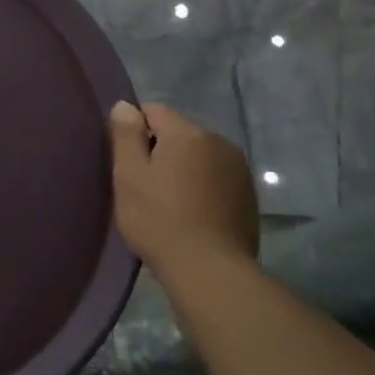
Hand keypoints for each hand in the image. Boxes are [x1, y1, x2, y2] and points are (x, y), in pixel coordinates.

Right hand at [109, 101, 258, 276]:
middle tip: (143, 185)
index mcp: (188, 133)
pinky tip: (192, 213)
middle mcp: (219, 141)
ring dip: (183, 168)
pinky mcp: (248, 195)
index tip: (126, 162)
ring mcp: (239, 169)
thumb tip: (125, 105)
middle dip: (160, 149)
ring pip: (199, 155)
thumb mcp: (128, 175)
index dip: (135, 131)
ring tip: (168, 201)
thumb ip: (126, 135)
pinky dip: (201, 186)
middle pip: (179, 132)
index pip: (154, 110)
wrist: (209, 269)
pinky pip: (216, 176)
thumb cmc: (158, 219)